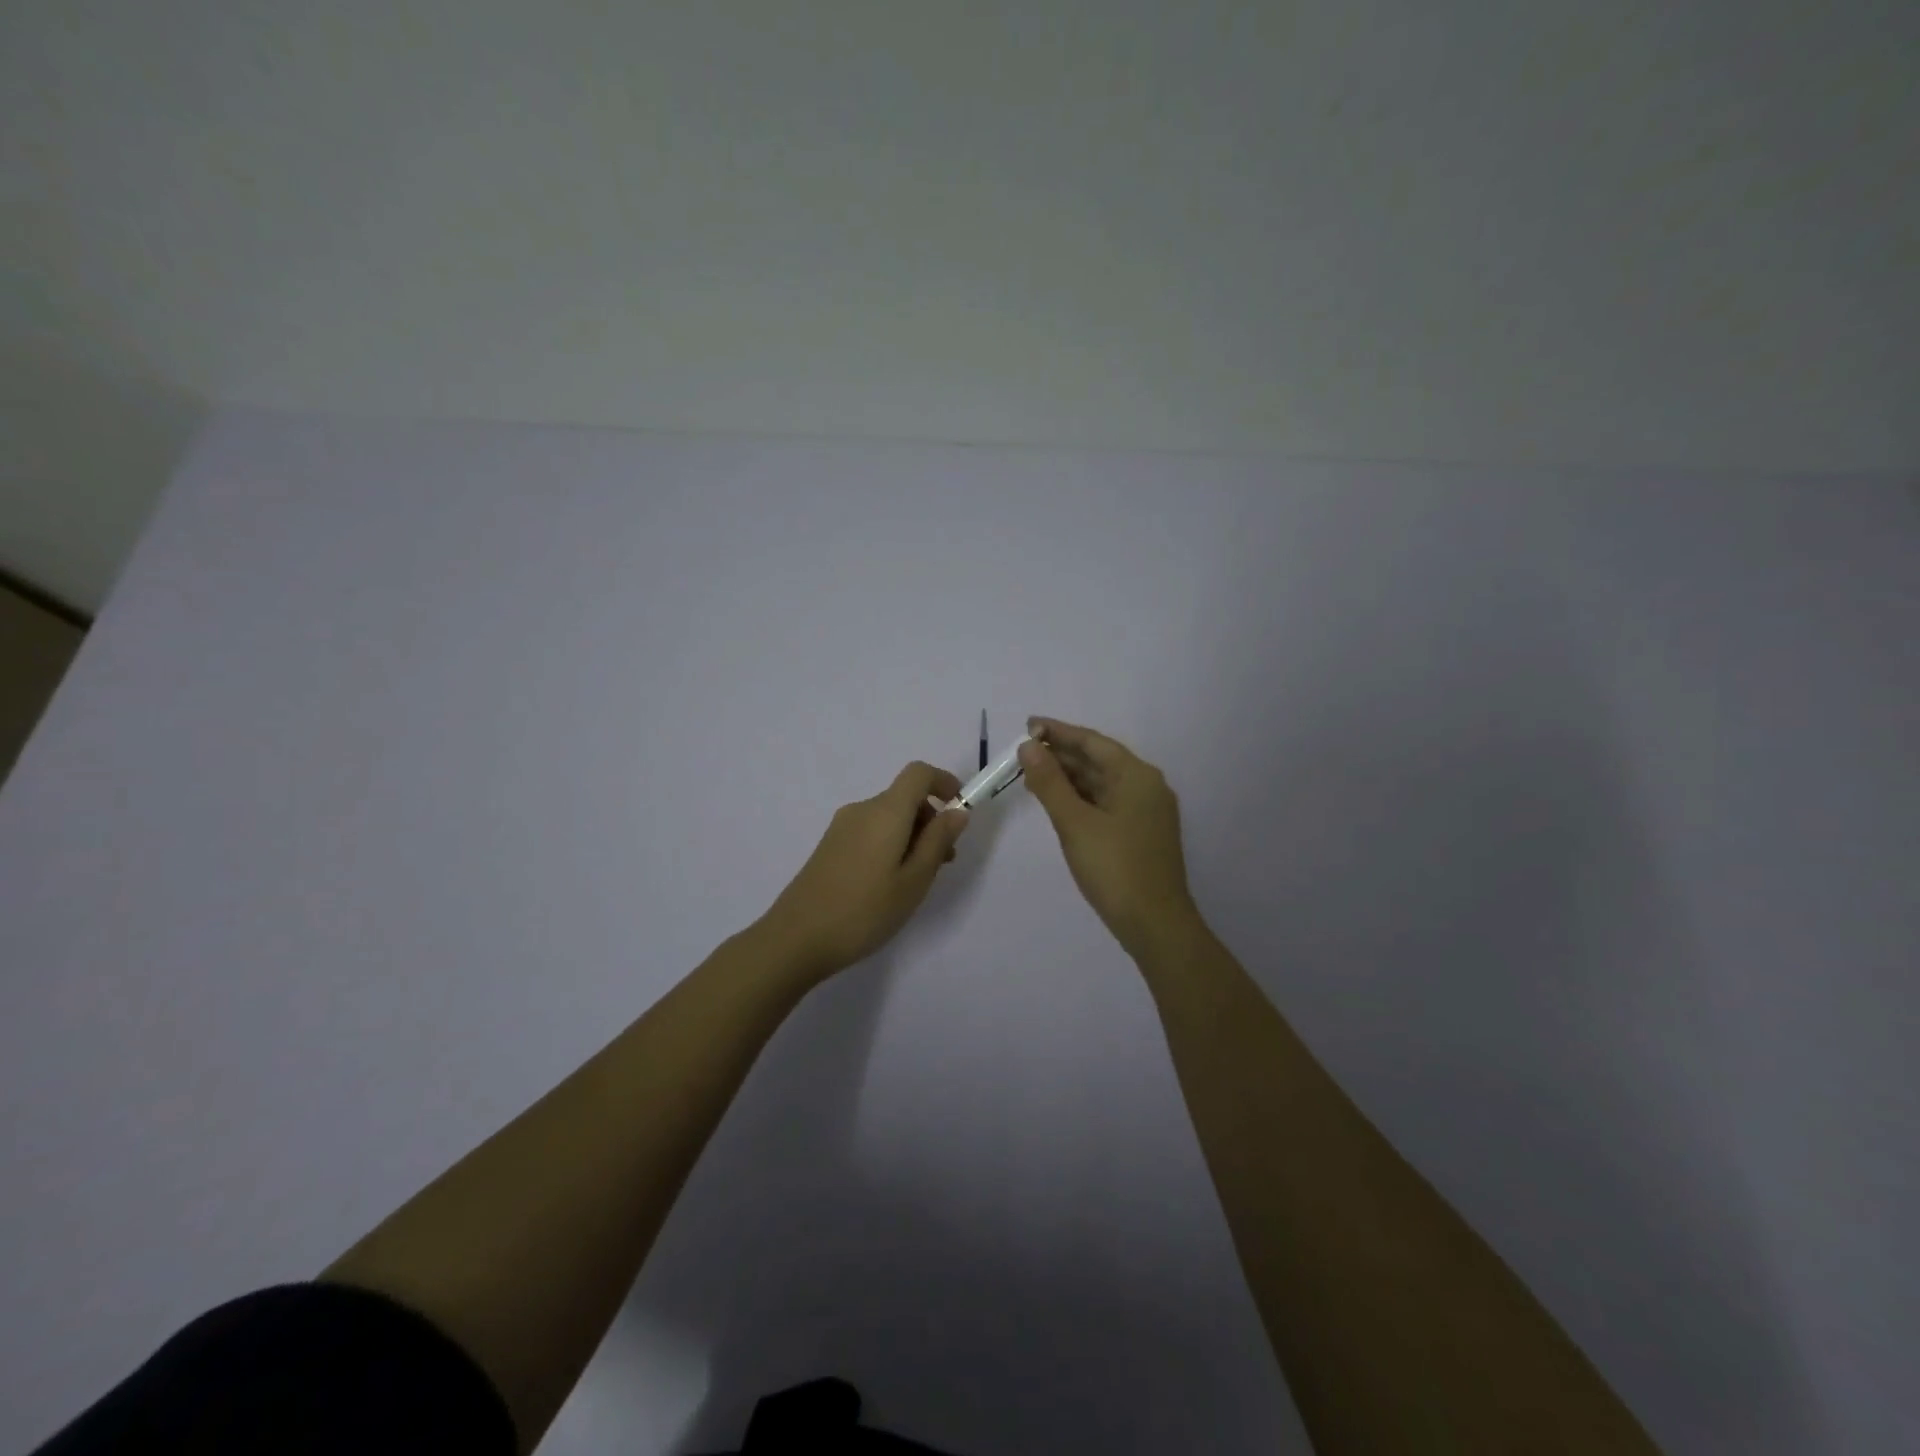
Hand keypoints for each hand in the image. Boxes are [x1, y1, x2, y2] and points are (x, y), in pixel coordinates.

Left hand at [759, 761, 971, 981]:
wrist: (796, 939)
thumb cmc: (864, 911)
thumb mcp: (914, 881)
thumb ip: (938, 841)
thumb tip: (957, 811)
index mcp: (885, 811)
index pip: (918, 773)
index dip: (944, 782)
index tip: (960, 810)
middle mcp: (862, 810)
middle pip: (904, 797)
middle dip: (931, 819)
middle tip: (944, 861)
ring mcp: (841, 827)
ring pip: (888, 817)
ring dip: (912, 835)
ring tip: (918, 879)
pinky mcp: (830, 846)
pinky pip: (870, 831)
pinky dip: (890, 844)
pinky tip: (888, 884)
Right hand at [1019, 716, 1199, 957]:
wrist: (1155, 924)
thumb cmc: (1114, 868)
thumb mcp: (1074, 822)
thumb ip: (1049, 782)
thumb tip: (1028, 746)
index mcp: (1136, 775)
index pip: (1092, 741)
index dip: (1058, 732)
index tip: (1028, 725)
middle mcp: (1146, 786)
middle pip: (1099, 760)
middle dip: (1061, 755)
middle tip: (1023, 752)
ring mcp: (1147, 811)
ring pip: (1102, 782)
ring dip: (1069, 777)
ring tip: (1033, 775)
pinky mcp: (1142, 833)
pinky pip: (1107, 802)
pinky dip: (1081, 798)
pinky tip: (1059, 802)